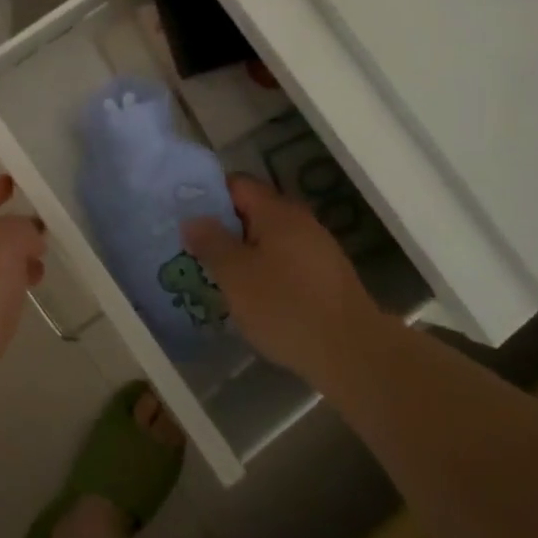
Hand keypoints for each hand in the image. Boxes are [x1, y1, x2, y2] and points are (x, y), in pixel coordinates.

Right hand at [182, 175, 381, 385]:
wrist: (352, 352)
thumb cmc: (285, 306)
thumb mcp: (235, 275)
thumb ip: (211, 242)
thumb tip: (193, 219)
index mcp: (276, 211)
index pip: (237, 184)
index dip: (209, 194)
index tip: (185, 215)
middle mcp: (300, 221)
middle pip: (254, 211)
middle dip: (224, 227)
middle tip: (195, 248)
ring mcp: (318, 249)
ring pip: (270, 239)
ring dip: (244, 252)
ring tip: (218, 275)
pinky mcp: (327, 277)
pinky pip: (286, 262)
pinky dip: (266, 272)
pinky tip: (253, 297)